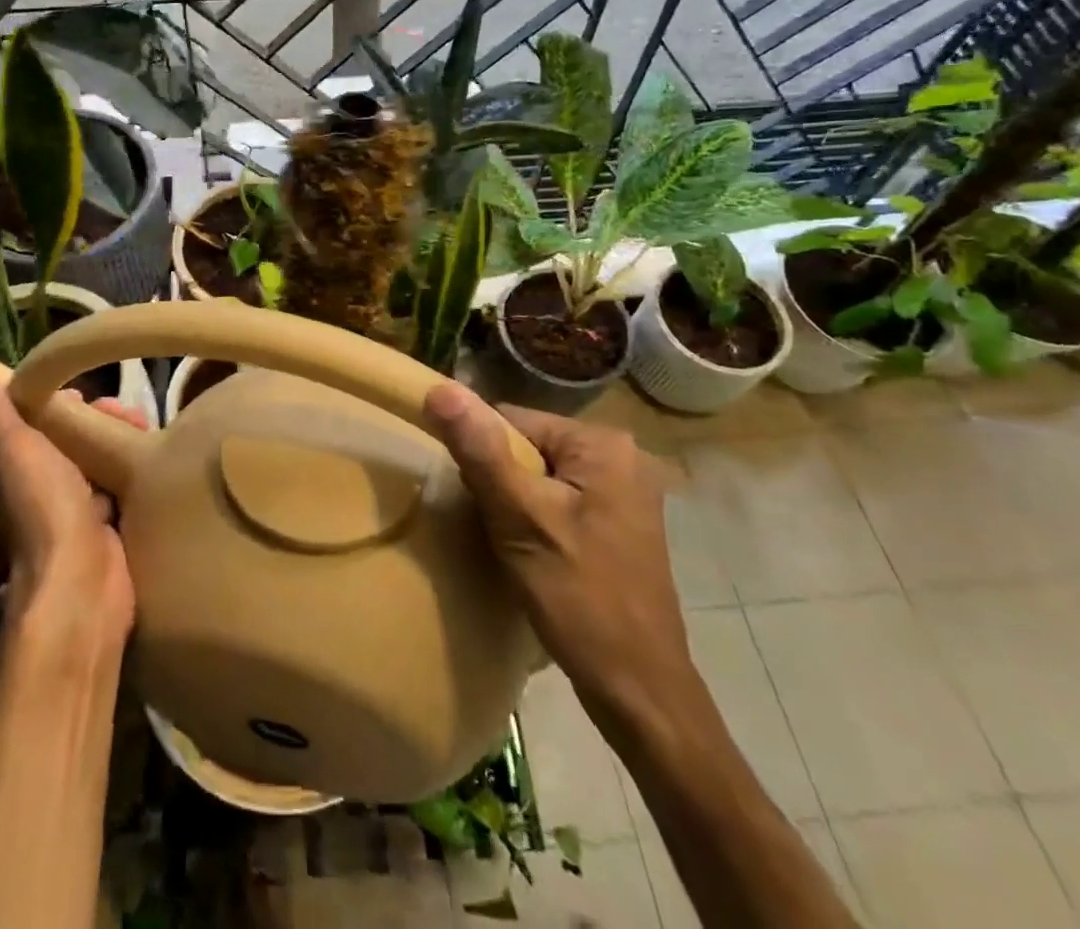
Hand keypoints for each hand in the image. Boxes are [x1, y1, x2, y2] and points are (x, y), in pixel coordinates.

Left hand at [0, 376, 140, 649]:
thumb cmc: (45, 508)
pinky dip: (136, 472)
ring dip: (122, 443)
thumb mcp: (16, 450)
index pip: (41, 424)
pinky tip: (155, 459)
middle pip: (77, 441)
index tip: (89, 393)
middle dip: (102, 421)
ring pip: (103, 462)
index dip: (64, 403)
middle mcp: (48, 487)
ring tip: (146, 431)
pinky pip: (124, 489)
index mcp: (21, 468)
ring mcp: (80, 510)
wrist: (81, 582)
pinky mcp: (111, 527)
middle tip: (130, 414)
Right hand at [424, 383, 694, 719]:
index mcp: (602, 444)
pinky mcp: (620, 523)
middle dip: (500, 481)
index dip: (481, 455)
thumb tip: (439, 388)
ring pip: (541, 475)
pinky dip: (537, 518)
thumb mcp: (519, 518)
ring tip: (508, 542)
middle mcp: (621, 457)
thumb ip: (480, 450)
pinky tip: (531, 553)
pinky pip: (560, 499)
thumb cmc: (580, 599)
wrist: (640, 692)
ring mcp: (625, 493)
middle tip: (492, 526)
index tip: (473, 499)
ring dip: (515, 503)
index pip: (512, 420)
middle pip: (528, 446)